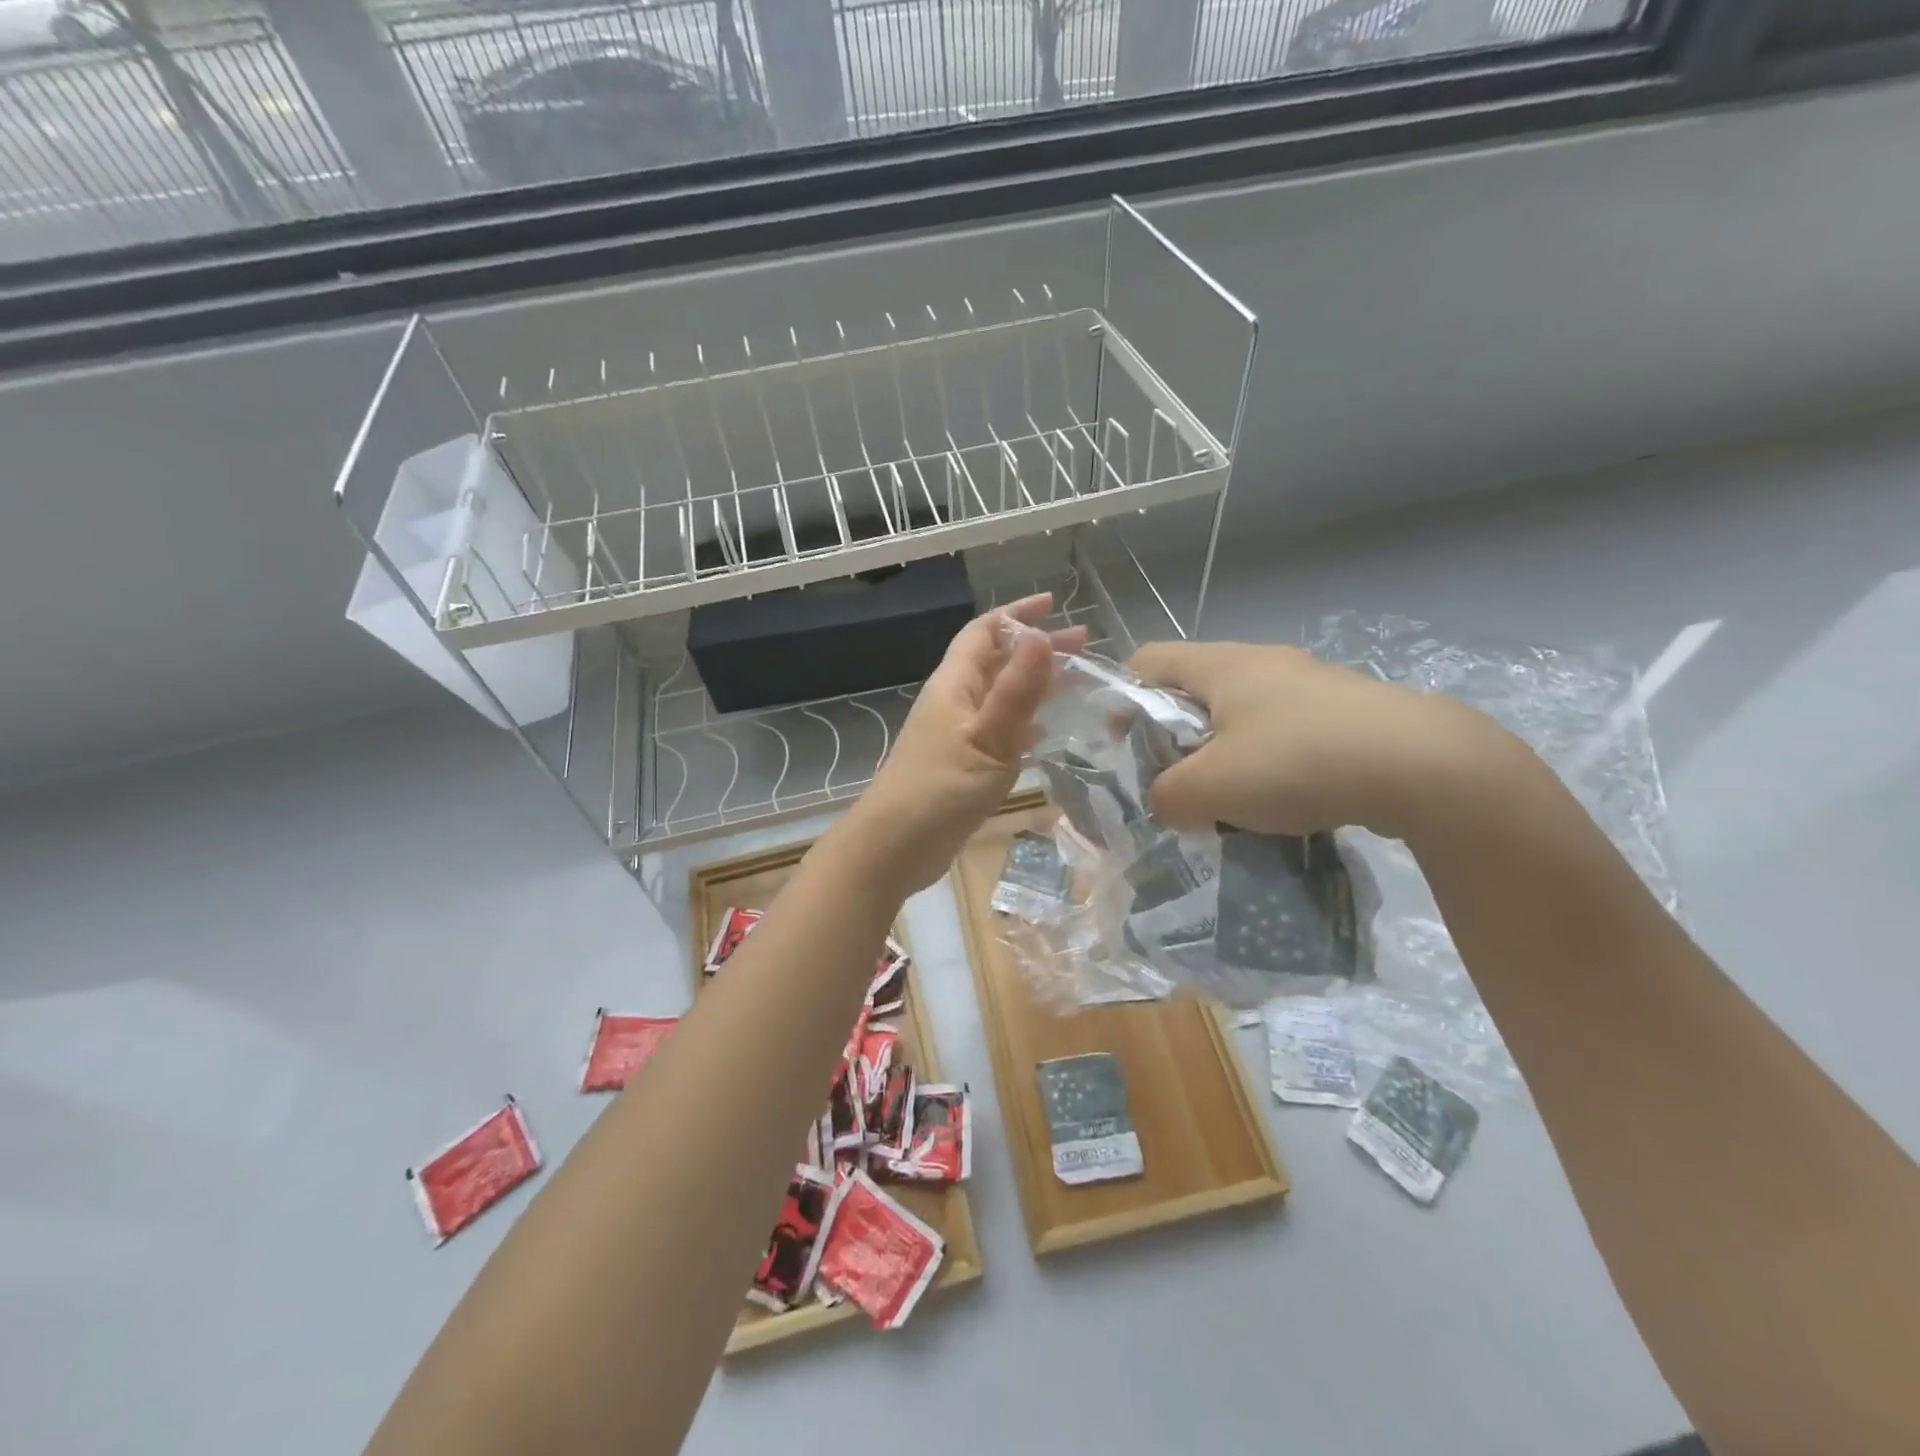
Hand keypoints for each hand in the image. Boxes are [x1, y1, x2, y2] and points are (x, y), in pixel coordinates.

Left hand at [842, 593, 1087, 897]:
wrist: (893, 848)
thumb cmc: (940, 790)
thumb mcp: (987, 739)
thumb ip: (1016, 692)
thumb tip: (1040, 636)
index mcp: (954, 685)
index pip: (984, 632)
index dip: (1017, 614)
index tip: (1054, 604)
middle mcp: (953, 701)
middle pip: (996, 662)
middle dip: (1036, 649)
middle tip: (1083, 648)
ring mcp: (954, 734)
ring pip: (999, 696)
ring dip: (1033, 685)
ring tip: (1074, 685)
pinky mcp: (960, 764)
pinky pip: (997, 730)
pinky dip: (1023, 723)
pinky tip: (1044, 734)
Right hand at [1129, 641, 1515, 842]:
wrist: (1426, 767)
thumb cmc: (1298, 762)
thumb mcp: (1210, 789)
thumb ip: (1166, 796)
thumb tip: (1165, 801)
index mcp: (1221, 665)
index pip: (1147, 661)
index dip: (1123, 700)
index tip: (1127, 748)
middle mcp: (1263, 662)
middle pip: (1194, 690)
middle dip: (1176, 738)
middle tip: (1180, 784)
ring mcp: (1310, 683)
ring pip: (1242, 714)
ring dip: (1225, 756)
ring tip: (1234, 803)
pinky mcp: (1347, 710)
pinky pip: (1286, 731)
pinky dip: (1271, 763)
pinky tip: (1288, 802)